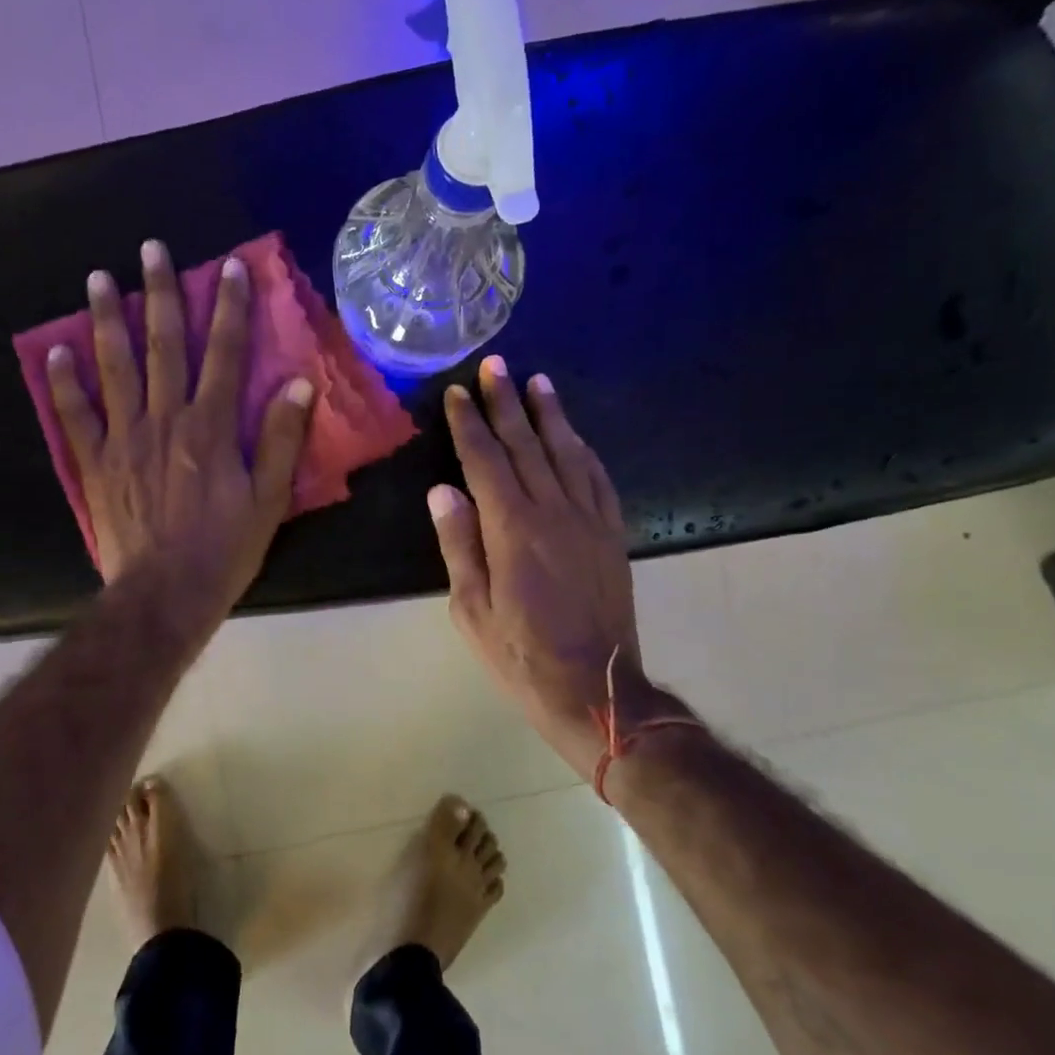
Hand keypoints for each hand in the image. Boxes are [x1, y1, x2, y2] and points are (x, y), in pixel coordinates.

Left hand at [46, 241, 311, 632]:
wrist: (165, 593)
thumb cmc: (224, 549)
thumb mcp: (269, 500)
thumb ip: (282, 440)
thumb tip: (297, 384)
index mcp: (211, 427)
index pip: (225, 355)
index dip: (229, 309)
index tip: (228, 267)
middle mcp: (165, 420)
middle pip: (164, 346)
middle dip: (160, 294)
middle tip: (150, 249)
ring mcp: (124, 439)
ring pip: (115, 368)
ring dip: (106, 321)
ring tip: (97, 279)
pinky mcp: (96, 463)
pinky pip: (75, 416)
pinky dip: (63, 383)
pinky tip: (54, 351)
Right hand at [430, 357, 657, 780]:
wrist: (596, 689)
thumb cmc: (521, 655)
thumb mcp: (472, 610)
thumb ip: (459, 546)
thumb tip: (443, 491)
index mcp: (512, 529)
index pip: (485, 461)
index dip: (468, 424)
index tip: (456, 393)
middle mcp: (553, 512)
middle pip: (526, 444)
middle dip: (506, 402)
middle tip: (493, 365)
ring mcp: (589, 520)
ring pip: (567, 452)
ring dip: (550, 415)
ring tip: (536, 382)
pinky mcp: (612, 534)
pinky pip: (599, 479)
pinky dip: (584, 450)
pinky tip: (575, 435)